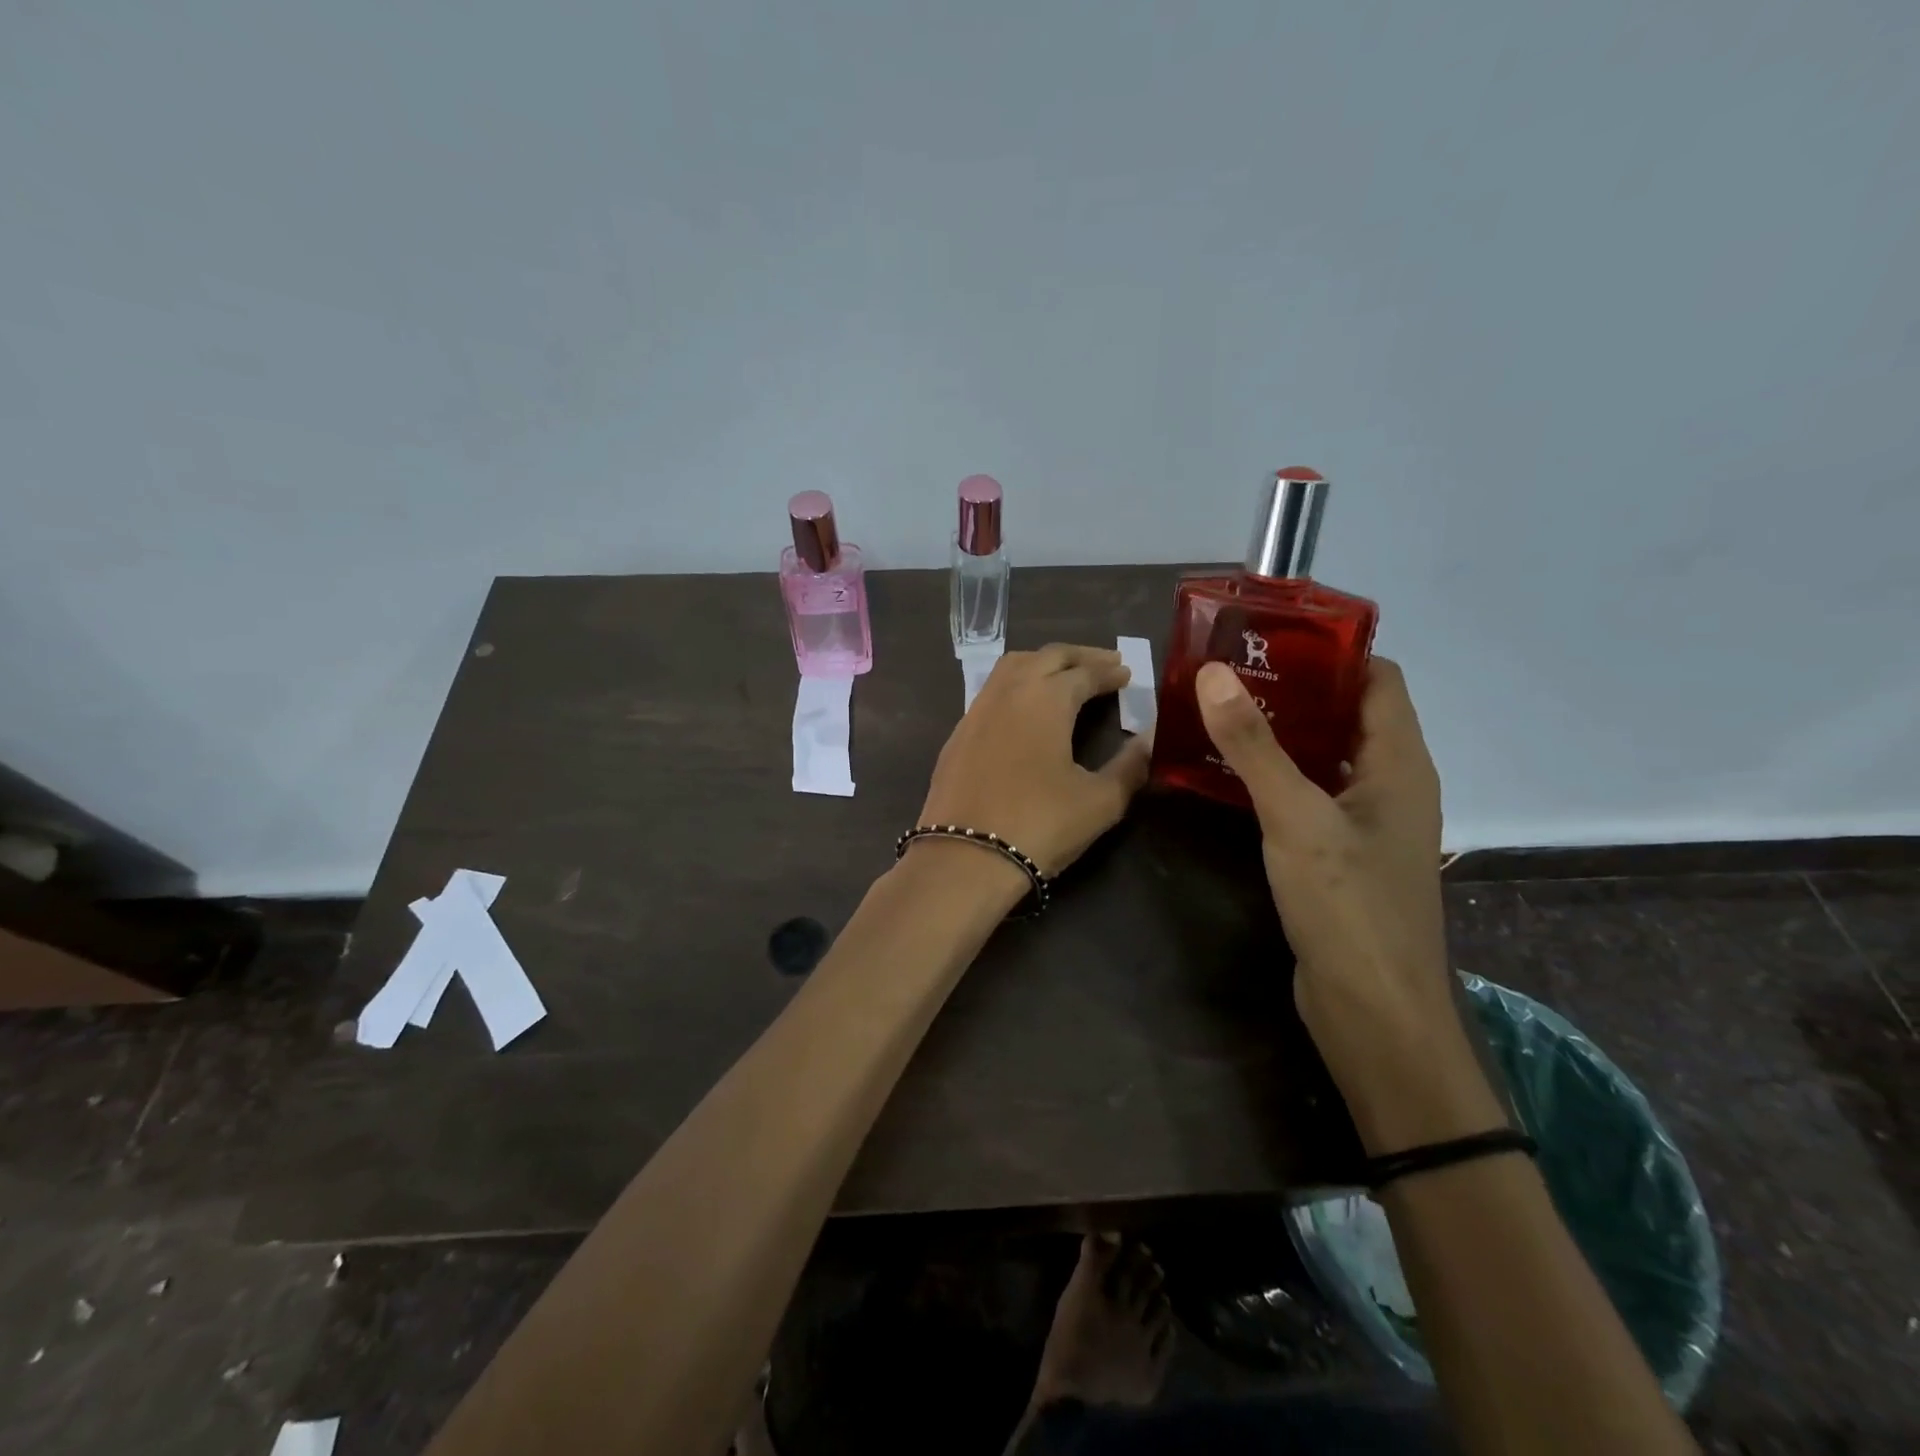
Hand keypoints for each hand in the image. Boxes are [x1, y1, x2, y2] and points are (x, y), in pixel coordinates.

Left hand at [914, 645, 1151, 876]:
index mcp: (1046, 699)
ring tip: (1066, 675)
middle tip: (1104, 663)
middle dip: (1079, 656)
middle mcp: (1009, 692)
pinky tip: (1025, 707)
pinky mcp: (958, 734)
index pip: (1084, 672)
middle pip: (1047, 657)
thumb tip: (1150, 739)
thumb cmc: (1040, 825)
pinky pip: (992, 691)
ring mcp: (977, 710)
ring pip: (1012, 667)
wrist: (964, 857)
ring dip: (1043, 663)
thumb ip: (1130, 766)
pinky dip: (1016, 684)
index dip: (1108, 671)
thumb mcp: (1100, 801)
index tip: (1127, 673)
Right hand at [1195, 657, 1499, 1148]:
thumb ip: (1254, 746)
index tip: (1268, 632)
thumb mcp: (1296, 818)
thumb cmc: (1349, 906)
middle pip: (1344, 713)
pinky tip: (1223, 772)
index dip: (1330, 648)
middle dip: (1290, 686)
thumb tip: (1214, 673)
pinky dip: (1271, 774)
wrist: (1373, 1011)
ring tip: (1215, 708)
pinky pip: (1304, 794)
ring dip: (1276, 731)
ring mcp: (1362, 821)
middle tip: (1225, 667)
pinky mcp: (1336, 853)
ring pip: (1320, 755)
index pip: (1376, 679)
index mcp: (1398, 763)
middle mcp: (1387, 784)